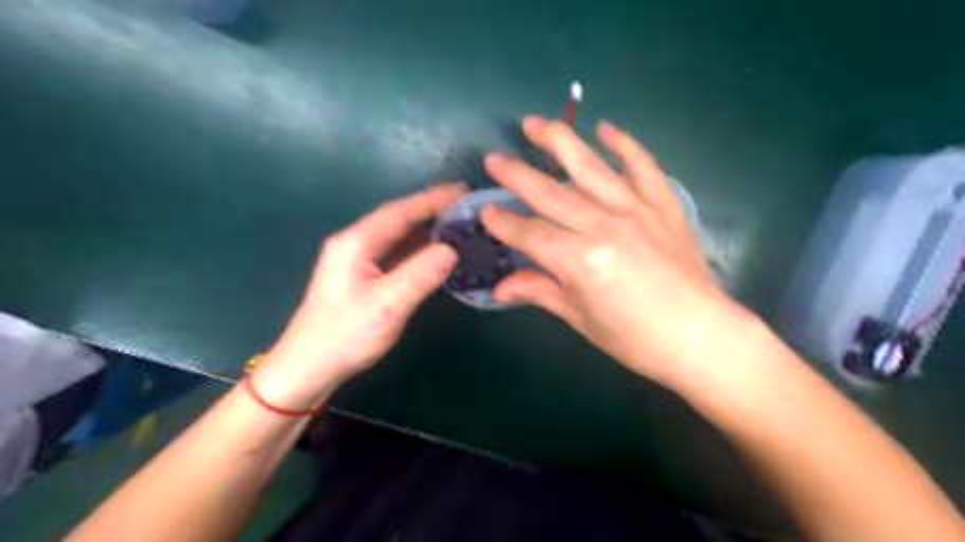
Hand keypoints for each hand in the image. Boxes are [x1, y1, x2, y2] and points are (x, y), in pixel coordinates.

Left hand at [256, 184, 467, 408]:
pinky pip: (397, 255)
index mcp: (356, 243)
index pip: (400, 212)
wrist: (309, 368)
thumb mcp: (387, 304)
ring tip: (459, 226)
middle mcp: (356, 244)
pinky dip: (419, 250)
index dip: (432, 199)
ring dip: (427, 230)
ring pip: (399, 237)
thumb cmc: (345, 335)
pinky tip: (437, 254)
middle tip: (467, 207)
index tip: (463, 191)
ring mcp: (358, 261)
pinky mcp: (364, 278)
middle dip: (432, 211)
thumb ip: (421, 274)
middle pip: (399, 220)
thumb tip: (452, 249)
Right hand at [480, 117, 752, 387]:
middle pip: (551, 193)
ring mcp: (637, 209)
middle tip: (494, 158)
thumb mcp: (581, 319)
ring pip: (590, 166)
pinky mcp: (664, 204)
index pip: (530, 234)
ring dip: (559, 141)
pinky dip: (624, 144)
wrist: (700, 337)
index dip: (504, 224)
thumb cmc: (635, 339)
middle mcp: (604, 226)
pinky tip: (605, 127)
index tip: (485, 213)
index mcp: (580, 261)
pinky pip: (642, 166)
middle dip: (517, 175)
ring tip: (533, 123)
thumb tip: (500, 287)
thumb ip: (540, 291)